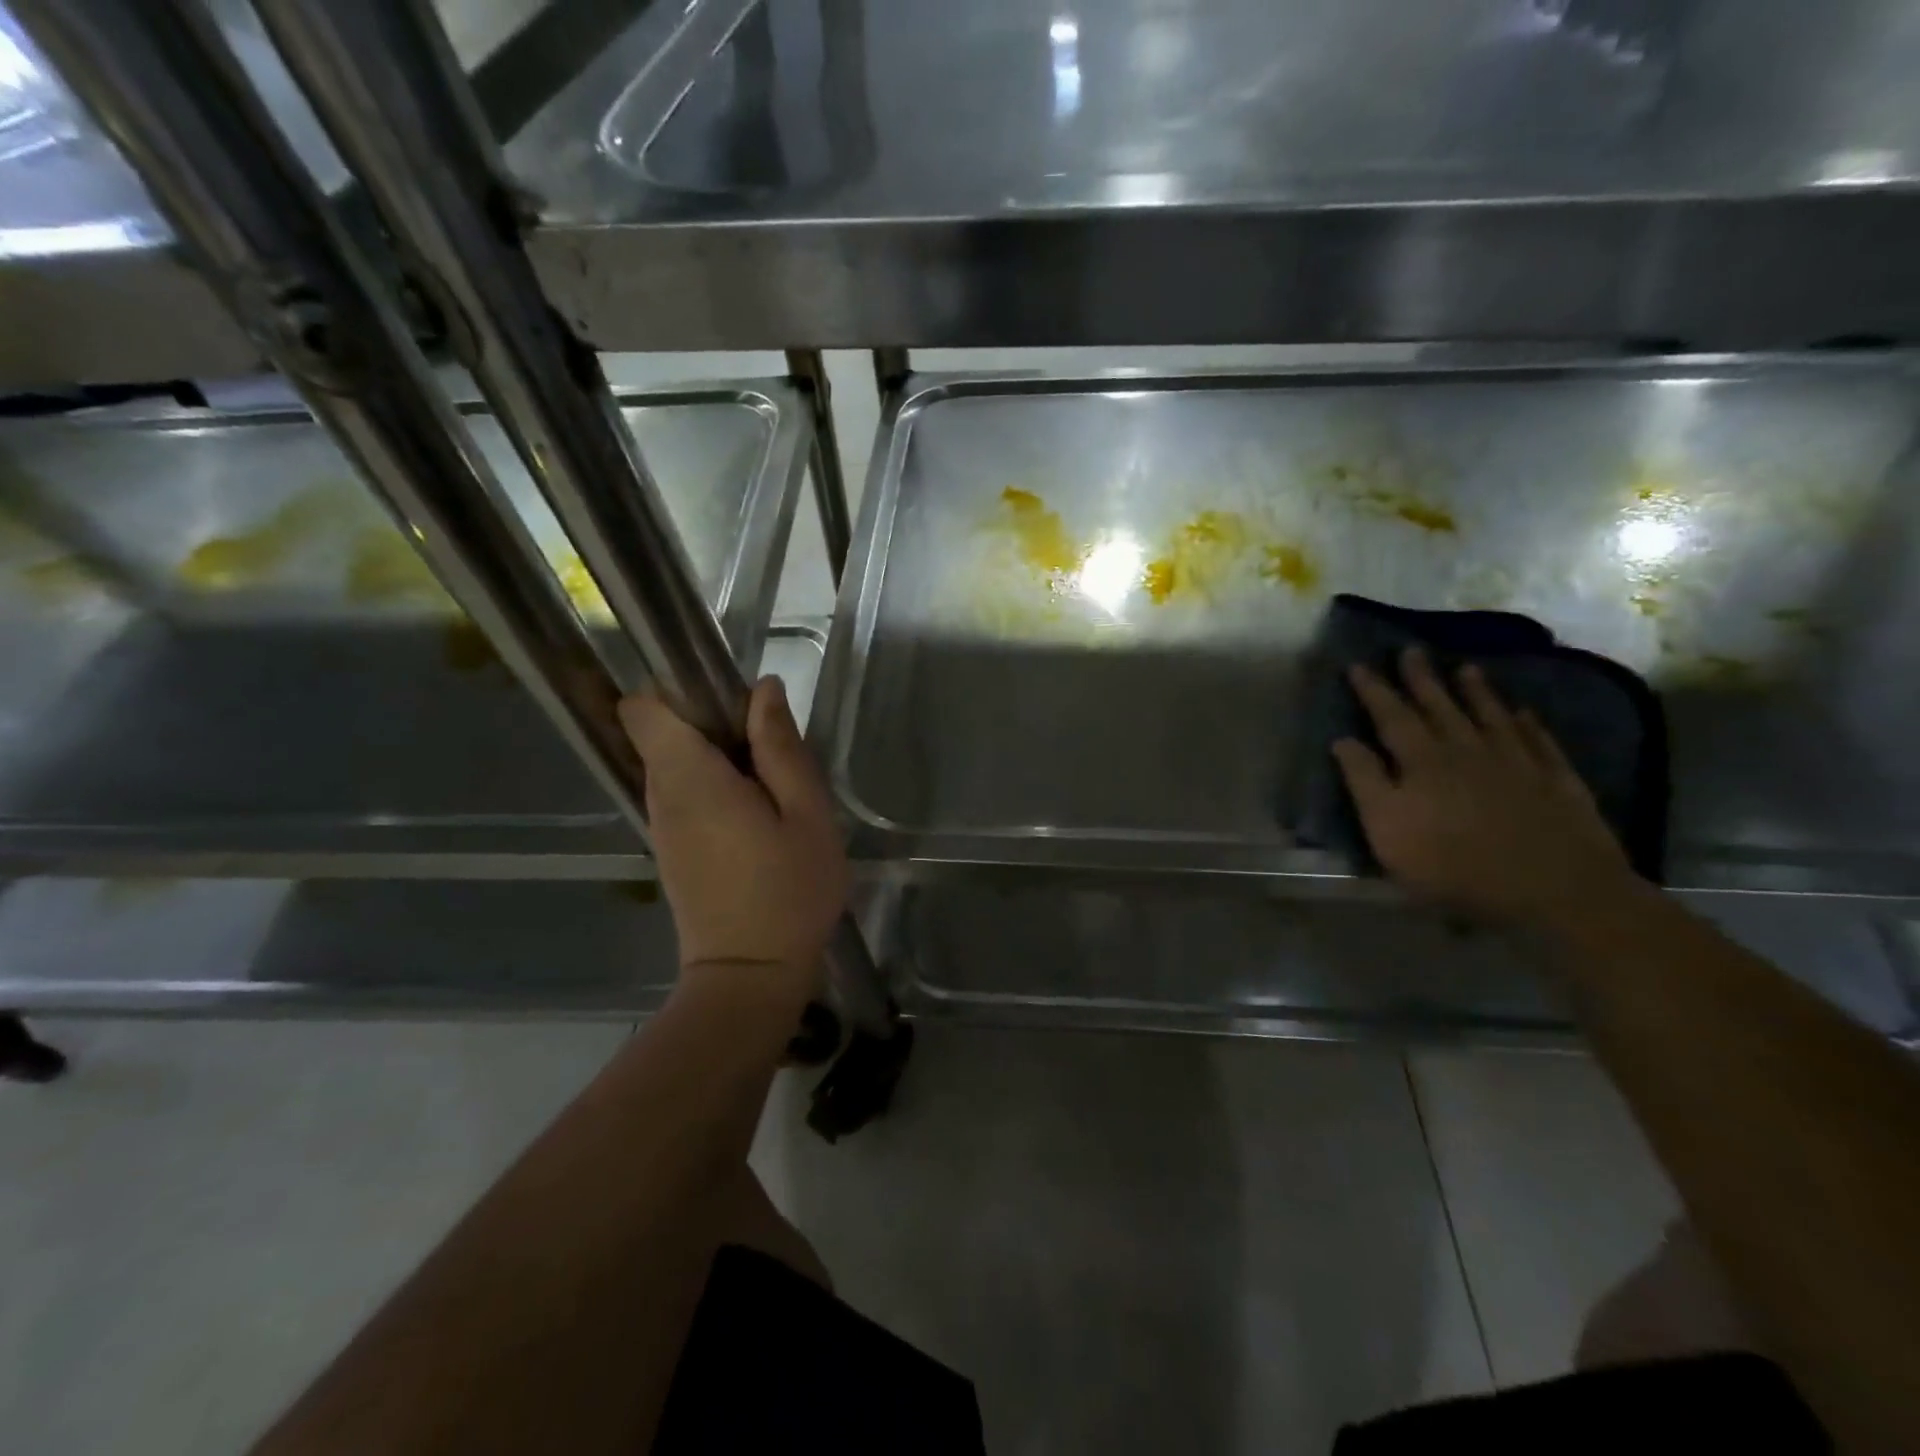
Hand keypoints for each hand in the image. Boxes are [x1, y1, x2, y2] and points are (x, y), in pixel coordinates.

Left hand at [618, 678, 848, 1000]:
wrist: (750, 977)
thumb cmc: (788, 891)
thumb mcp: (806, 814)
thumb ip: (781, 748)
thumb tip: (762, 689)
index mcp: (689, 778)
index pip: (643, 708)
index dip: (679, 690)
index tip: (729, 701)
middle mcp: (661, 795)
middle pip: (664, 732)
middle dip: (712, 723)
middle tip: (771, 750)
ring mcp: (662, 825)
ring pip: (676, 763)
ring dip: (718, 758)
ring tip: (771, 786)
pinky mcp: (672, 849)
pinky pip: (684, 794)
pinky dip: (714, 788)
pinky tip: (757, 818)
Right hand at [1332, 646, 1640, 930]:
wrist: (1552, 889)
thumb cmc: (1452, 863)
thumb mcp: (1387, 829)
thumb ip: (1364, 781)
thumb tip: (1343, 740)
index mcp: (1422, 761)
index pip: (1391, 716)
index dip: (1373, 690)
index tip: (1359, 665)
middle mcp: (1467, 749)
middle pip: (1440, 706)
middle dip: (1421, 679)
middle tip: (1411, 650)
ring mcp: (1517, 762)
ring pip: (1490, 716)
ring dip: (1476, 691)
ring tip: (1466, 668)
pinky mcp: (1556, 781)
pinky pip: (1539, 741)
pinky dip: (1529, 723)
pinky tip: (1525, 713)